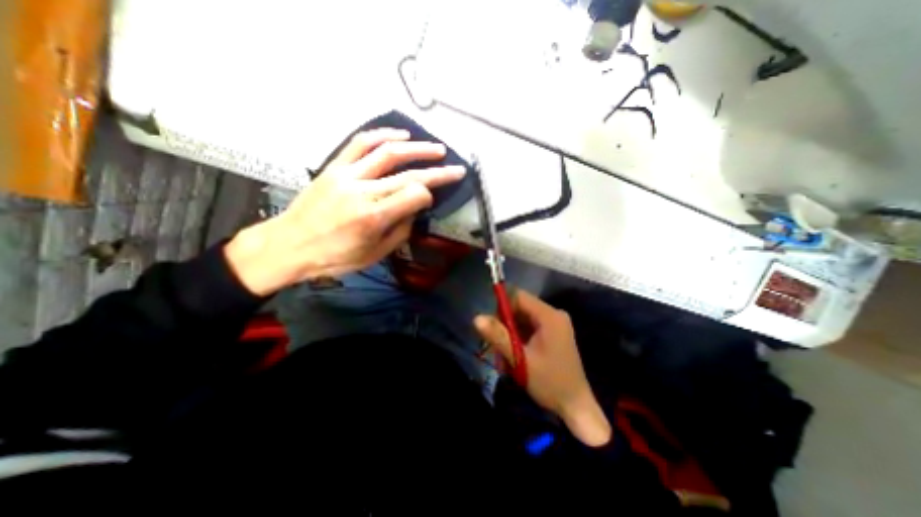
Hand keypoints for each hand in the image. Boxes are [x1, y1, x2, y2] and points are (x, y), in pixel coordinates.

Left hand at [224, 127, 467, 296]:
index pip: (414, 195)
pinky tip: (401, 135)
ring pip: (388, 152)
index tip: (431, 201)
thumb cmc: (334, 257)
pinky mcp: (334, 167)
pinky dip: (383, 135)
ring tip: (436, 148)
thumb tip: (414, 210)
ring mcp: (347, 175)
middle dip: (438, 171)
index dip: (429, 196)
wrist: (289, 245)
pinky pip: (360, 143)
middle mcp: (363, 191)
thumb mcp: (374, 255)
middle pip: (409, 174)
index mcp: (374, 217)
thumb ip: (400, 231)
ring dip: (417, 148)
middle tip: (456, 168)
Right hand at [474, 289, 609, 445]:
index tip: (491, 326)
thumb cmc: (549, 383)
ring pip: (522, 320)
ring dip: (509, 336)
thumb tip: (476, 317)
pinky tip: (513, 358)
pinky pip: (528, 329)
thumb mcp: (520, 359)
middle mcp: (553, 315)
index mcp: (549, 316)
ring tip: (504, 358)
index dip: (501, 306)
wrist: (576, 407)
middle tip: (496, 348)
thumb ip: (498, 336)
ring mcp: (554, 325)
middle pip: (519, 308)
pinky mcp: (552, 334)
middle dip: (504, 326)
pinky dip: (517, 340)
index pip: (518, 296)